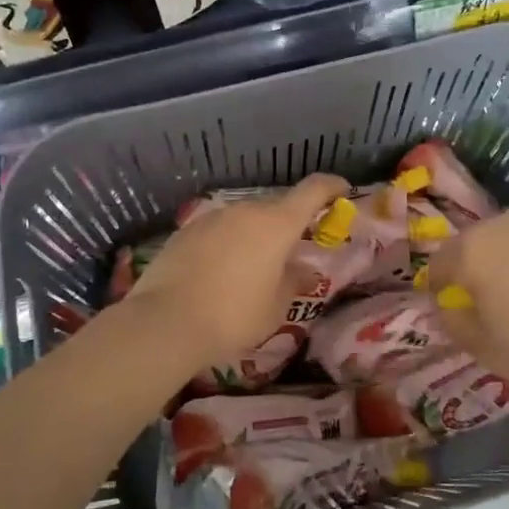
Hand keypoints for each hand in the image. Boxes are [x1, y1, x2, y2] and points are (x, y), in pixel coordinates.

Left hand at [121, 173, 350, 377]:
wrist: (165, 321)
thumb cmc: (234, 315)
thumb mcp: (276, 307)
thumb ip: (294, 282)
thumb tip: (304, 272)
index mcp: (276, 224)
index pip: (312, 190)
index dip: (331, 187)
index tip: (342, 191)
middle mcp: (245, 211)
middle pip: (276, 206)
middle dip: (289, 223)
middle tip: (294, 249)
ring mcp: (211, 218)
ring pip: (244, 219)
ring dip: (256, 235)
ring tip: (254, 266)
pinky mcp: (185, 232)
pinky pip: (218, 232)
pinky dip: (228, 244)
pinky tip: (221, 272)